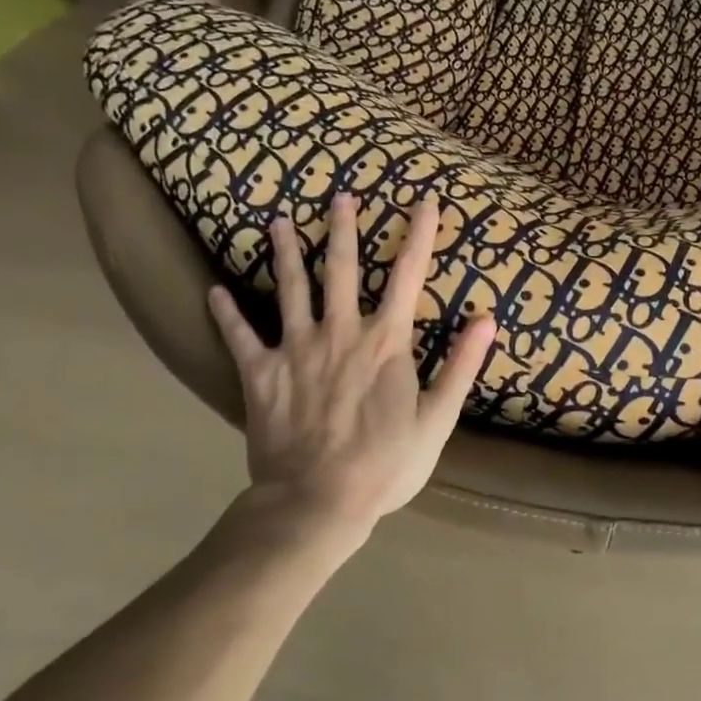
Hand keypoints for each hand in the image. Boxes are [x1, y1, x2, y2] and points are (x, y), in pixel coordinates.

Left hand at [207, 193, 496, 549]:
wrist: (315, 503)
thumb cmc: (384, 464)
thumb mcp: (437, 419)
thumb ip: (460, 365)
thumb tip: (488, 319)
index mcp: (386, 341)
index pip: (408, 275)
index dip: (420, 235)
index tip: (425, 201)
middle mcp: (340, 332)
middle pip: (341, 268)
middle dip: (343, 229)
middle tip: (341, 196)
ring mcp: (296, 349)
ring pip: (290, 289)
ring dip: (285, 253)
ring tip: (279, 221)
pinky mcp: (261, 375)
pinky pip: (240, 337)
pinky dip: (227, 314)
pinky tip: (213, 292)